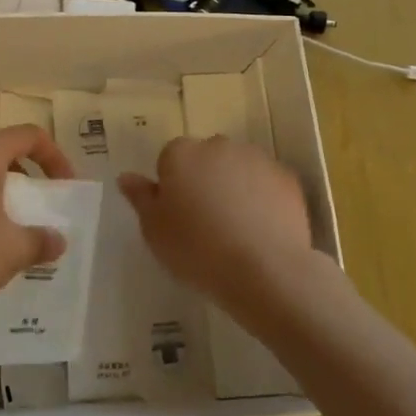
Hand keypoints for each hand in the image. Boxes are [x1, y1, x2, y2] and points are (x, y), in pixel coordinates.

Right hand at [118, 135, 318, 317]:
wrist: (265, 269)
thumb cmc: (196, 250)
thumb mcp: (154, 230)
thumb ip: (140, 198)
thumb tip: (126, 177)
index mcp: (181, 154)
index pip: (169, 159)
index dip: (172, 187)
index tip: (178, 216)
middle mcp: (218, 146)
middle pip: (205, 157)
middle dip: (204, 179)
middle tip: (205, 221)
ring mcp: (256, 159)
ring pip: (238, 167)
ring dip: (234, 185)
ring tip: (236, 227)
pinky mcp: (288, 178)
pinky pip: (267, 183)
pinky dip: (263, 197)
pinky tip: (261, 229)